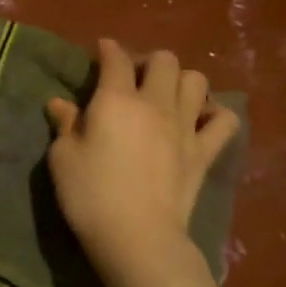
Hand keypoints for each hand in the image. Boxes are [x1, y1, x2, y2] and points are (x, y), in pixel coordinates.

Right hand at [46, 38, 239, 259]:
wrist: (137, 236)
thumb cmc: (90, 194)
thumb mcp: (62, 158)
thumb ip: (65, 125)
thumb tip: (60, 104)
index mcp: (116, 99)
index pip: (116, 58)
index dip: (108, 49)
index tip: (102, 51)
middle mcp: (155, 103)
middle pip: (164, 60)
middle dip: (148, 61)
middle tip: (133, 79)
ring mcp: (185, 127)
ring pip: (197, 81)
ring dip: (181, 81)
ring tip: (167, 96)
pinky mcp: (205, 152)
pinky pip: (225, 121)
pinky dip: (215, 114)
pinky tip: (200, 120)